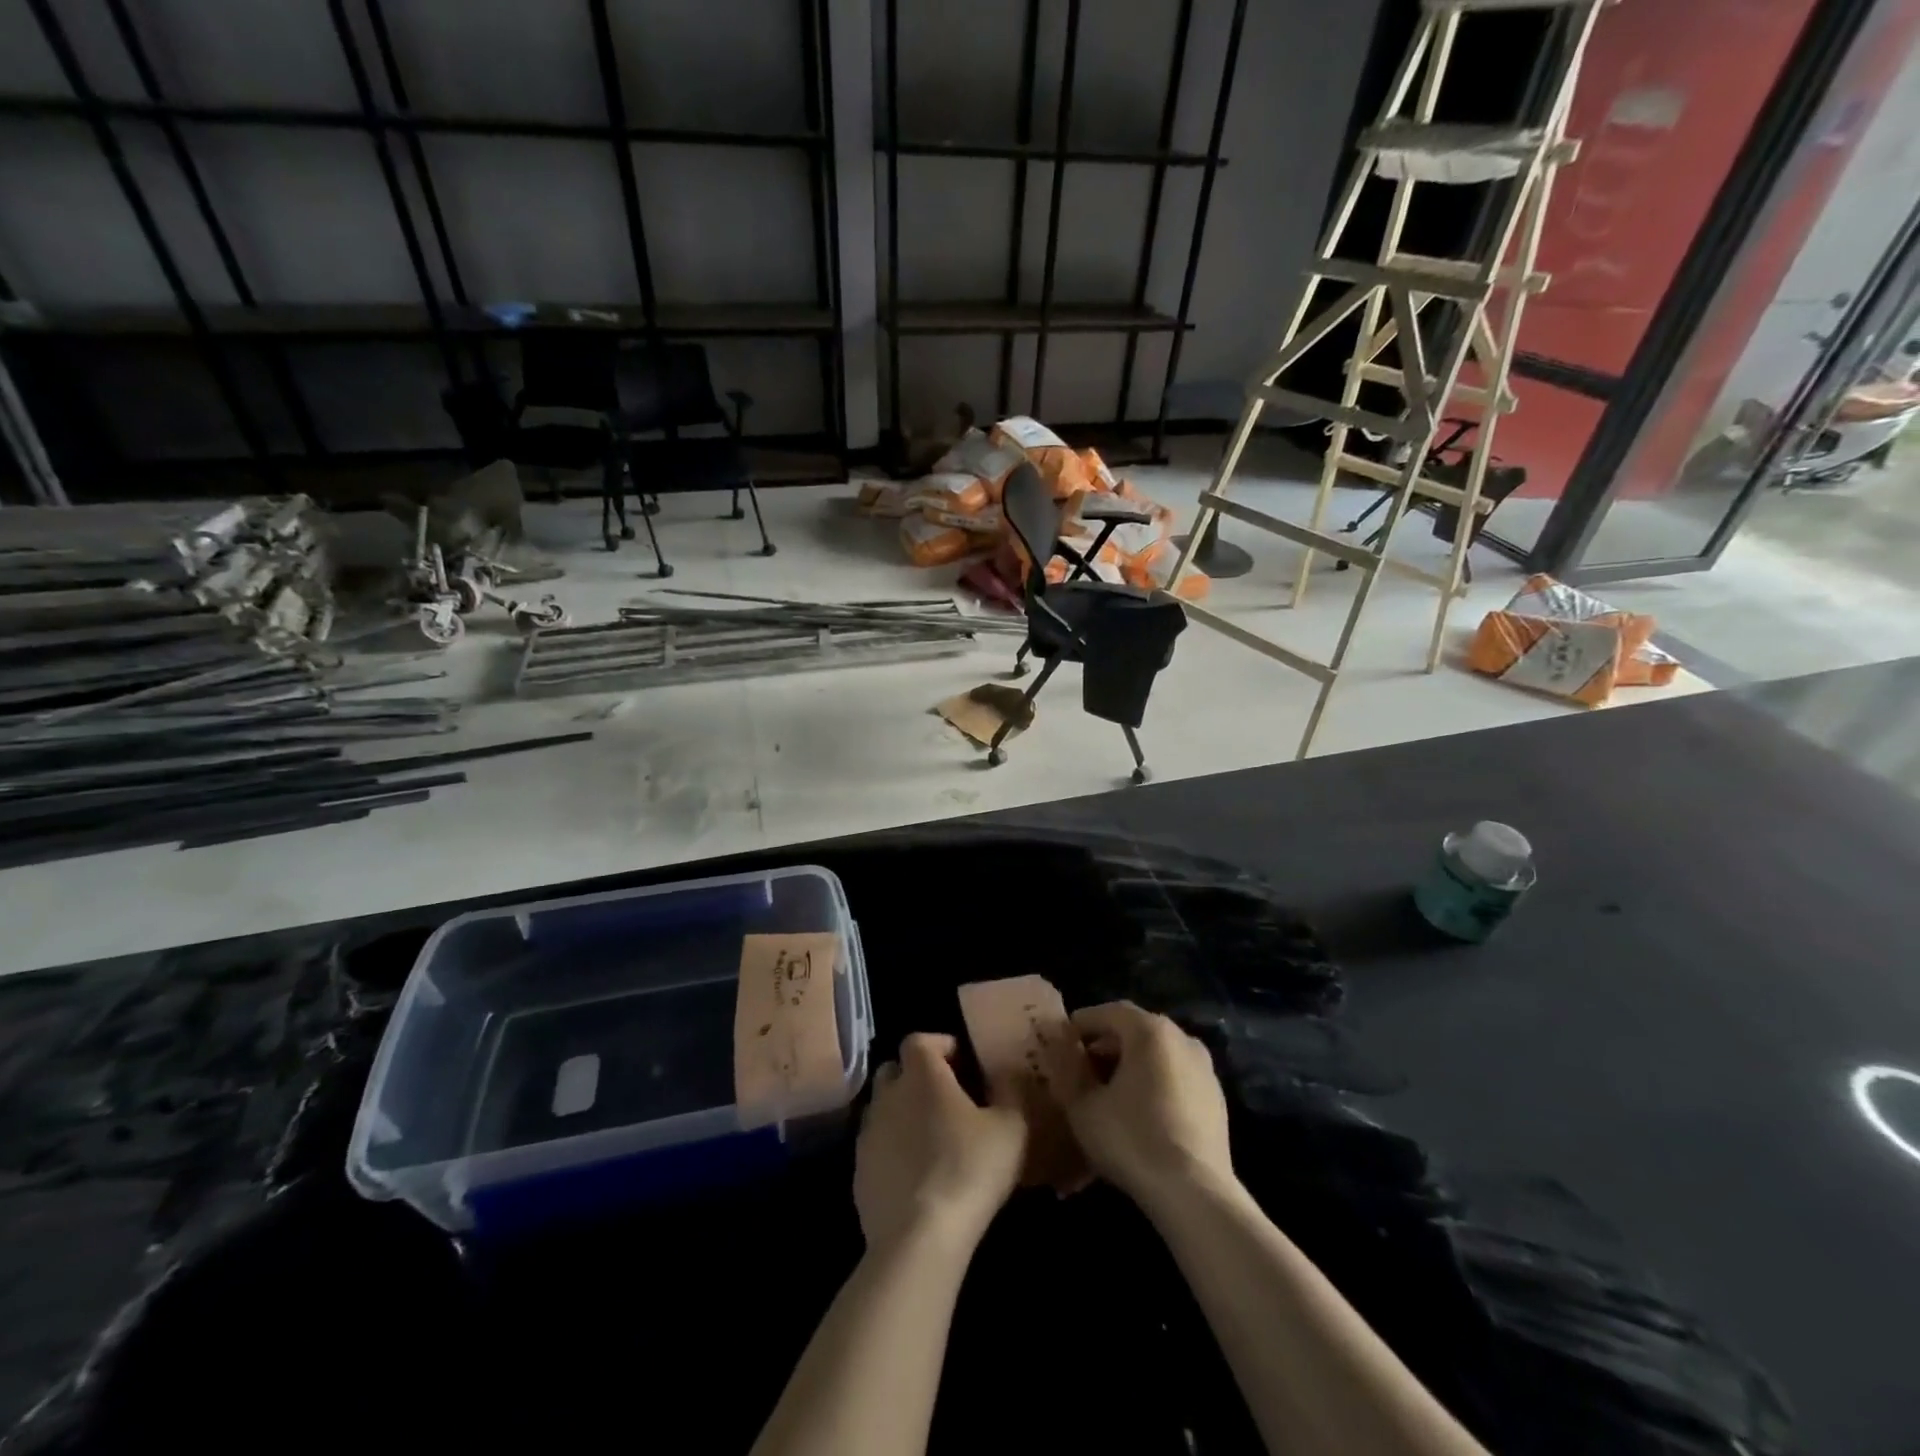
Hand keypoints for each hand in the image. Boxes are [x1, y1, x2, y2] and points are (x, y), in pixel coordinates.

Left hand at [854, 1033, 1027, 1256]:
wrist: (918, 1238)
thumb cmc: (969, 1169)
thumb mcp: (1010, 1127)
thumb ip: (1010, 1090)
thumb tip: (1006, 1071)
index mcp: (921, 1074)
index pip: (919, 1040)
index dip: (940, 1045)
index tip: (962, 1062)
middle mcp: (887, 1095)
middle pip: (895, 1070)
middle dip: (917, 1076)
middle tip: (947, 1098)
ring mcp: (868, 1134)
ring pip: (883, 1109)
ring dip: (904, 1114)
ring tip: (933, 1138)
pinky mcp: (859, 1172)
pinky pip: (877, 1147)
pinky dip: (894, 1150)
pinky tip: (917, 1175)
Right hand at [1046, 1001, 1234, 1207]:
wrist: (1194, 1194)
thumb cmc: (1132, 1139)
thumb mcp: (1083, 1106)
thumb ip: (1069, 1071)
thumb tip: (1062, 1052)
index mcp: (1150, 1030)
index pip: (1109, 1011)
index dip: (1083, 1023)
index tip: (1063, 1040)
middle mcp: (1182, 1038)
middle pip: (1136, 1030)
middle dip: (1106, 1045)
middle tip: (1082, 1067)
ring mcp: (1204, 1068)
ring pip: (1158, 1054)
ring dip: (1131, 1065)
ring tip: (1108, 1092)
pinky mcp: (1216, 1098)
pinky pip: (1176, 1077)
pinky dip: (1154, 1083)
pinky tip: (1139, 1112)